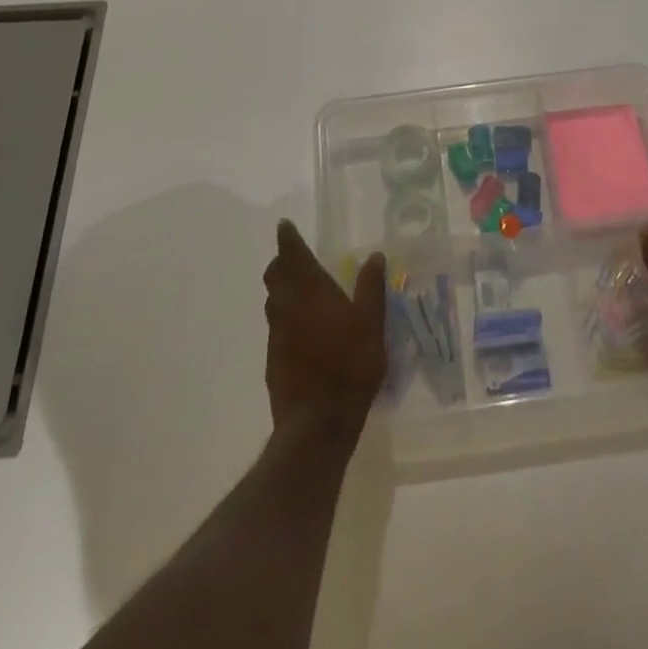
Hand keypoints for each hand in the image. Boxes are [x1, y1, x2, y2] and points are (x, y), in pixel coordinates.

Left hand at [263, 221, 386, 440]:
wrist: (316, 422)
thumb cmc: (350, 366)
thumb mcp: (372, 323)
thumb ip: (371, 287)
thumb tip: (375, 255)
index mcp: (311, 291)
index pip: (292, 254)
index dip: (287, 238)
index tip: (285, 226)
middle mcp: (287, 306)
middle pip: (275, 275)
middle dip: (281, 262)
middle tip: (294, 257)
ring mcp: (276, 334)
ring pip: (273, 301)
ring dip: (281, 290)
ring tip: (299, 291)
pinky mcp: (273, 359)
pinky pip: (276, 328)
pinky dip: (285, 318)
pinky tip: (302, 331)